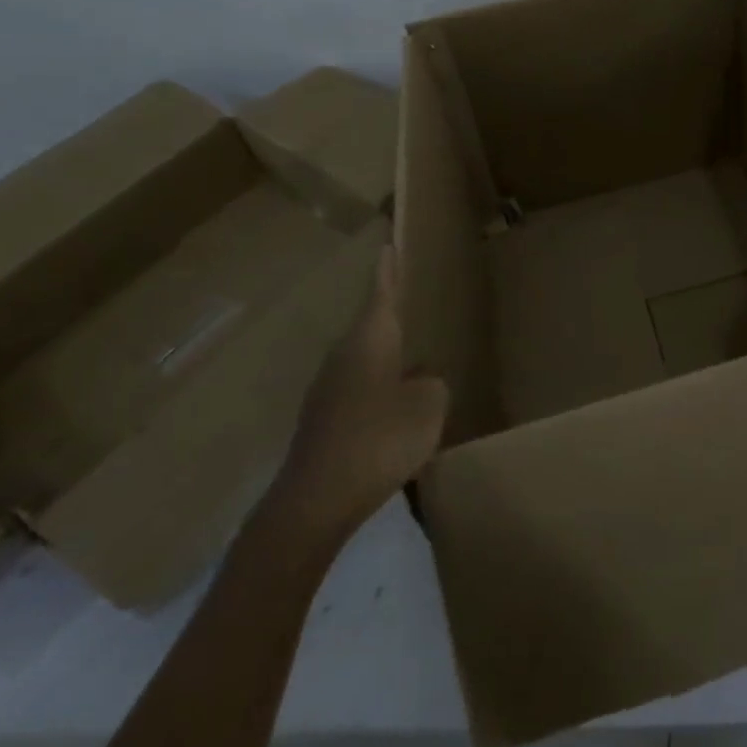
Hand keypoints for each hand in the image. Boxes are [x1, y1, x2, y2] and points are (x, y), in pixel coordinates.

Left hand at [269, 247, 448, 545]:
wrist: (314, 502)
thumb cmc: (378, 439)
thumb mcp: (428, 407)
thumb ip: (432, 384)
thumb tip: (421, 379)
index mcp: (370, 340)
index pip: (381, 293)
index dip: (388, 270)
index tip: (387, 244)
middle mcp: (344, 356)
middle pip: (372, 326)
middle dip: (392, 317)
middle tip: (415, 305)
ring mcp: (328, 389)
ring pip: (366, 361)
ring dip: (389, 360)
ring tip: (416, 365)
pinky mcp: (323, 420)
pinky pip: (360, 392)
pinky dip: (379, 392)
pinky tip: (396, 414)